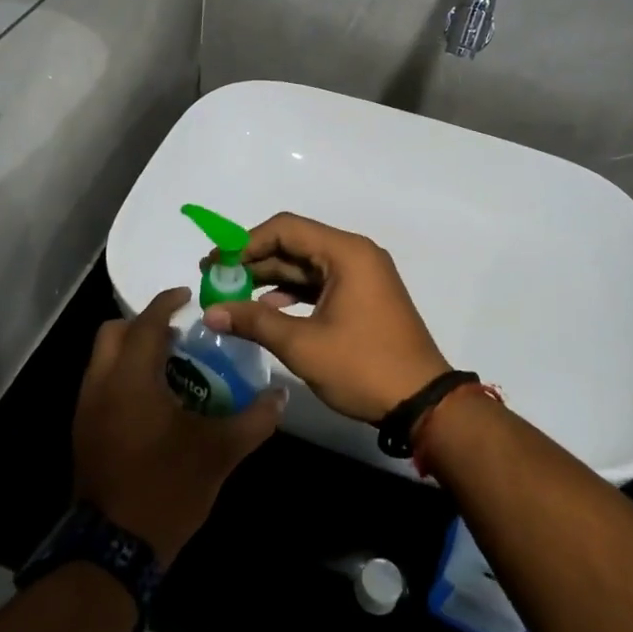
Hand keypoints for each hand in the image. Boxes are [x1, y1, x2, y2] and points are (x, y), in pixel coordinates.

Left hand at [72, 287, 284, 566]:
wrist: (115, 548)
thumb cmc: (167, 488)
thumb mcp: (220, 452)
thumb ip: (254, 420)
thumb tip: (280, 398)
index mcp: (132, 379)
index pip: (147, 324)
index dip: (166, 303)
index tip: (187, 296)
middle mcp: (101, 385)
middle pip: (114, 333)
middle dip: (144, 324)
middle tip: (178, 334)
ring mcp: (86, 409)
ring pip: (103, 359)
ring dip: (132, 351)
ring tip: (170, 366)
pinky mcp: (83, 431)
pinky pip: (101, 384)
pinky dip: (123, 376)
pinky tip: (153, 401)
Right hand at [202, 213, 451, 424]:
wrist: (422, 403)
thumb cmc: (363, 366)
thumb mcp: (303, 345)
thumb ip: (255, 321)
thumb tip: (210, 311)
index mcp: (346, 253)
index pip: (285, 228)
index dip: (245, 242)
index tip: (215, 262)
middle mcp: (355, 254)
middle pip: (295, 243)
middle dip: (254, 260)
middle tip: (216, 278)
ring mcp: (361, 276)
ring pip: (306, 265)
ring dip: (270, 277)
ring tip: (233, 295)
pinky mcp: (363, 297)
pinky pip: (320, 283)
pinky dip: (292, 293)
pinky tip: (267, 309)